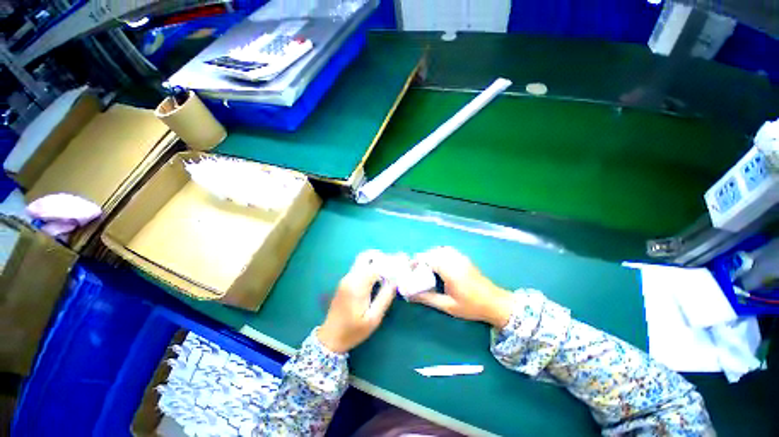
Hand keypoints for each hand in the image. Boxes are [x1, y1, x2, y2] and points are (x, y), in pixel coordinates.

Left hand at [318, 251, 396, 352]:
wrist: (330, 338)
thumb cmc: (353, 330)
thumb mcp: (373, 318)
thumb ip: (385, 297)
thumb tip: (395, 281)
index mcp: (357, 285)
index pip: (376, 266)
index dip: (390, 264)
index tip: (401, 265)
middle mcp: (350, 277)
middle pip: (365, 256)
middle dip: (381, 257)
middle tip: (392, 265)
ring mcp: (346, 278)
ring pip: (361, 260)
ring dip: (375, 261)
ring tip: (387, 270)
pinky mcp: (345, 282)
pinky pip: (358, 267)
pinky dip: (369, 266)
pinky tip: (377, 277)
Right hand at [412, 247, 513, 328]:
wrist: (495, 303)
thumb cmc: (471, 307)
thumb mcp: (448, 306)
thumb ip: (428, 299)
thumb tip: (411, 295)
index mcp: (450, 271)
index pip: (429, 258)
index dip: (417, 261)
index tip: (410, 269)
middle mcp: (455, 260)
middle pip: (433, 252)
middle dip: (422, 258)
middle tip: (417, 269)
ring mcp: (461, 258)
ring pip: (441, 249)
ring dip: (431, 255)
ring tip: (426, 267)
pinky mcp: (465, 258)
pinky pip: (448, 250)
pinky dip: (439, 253)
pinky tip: (439, 264)